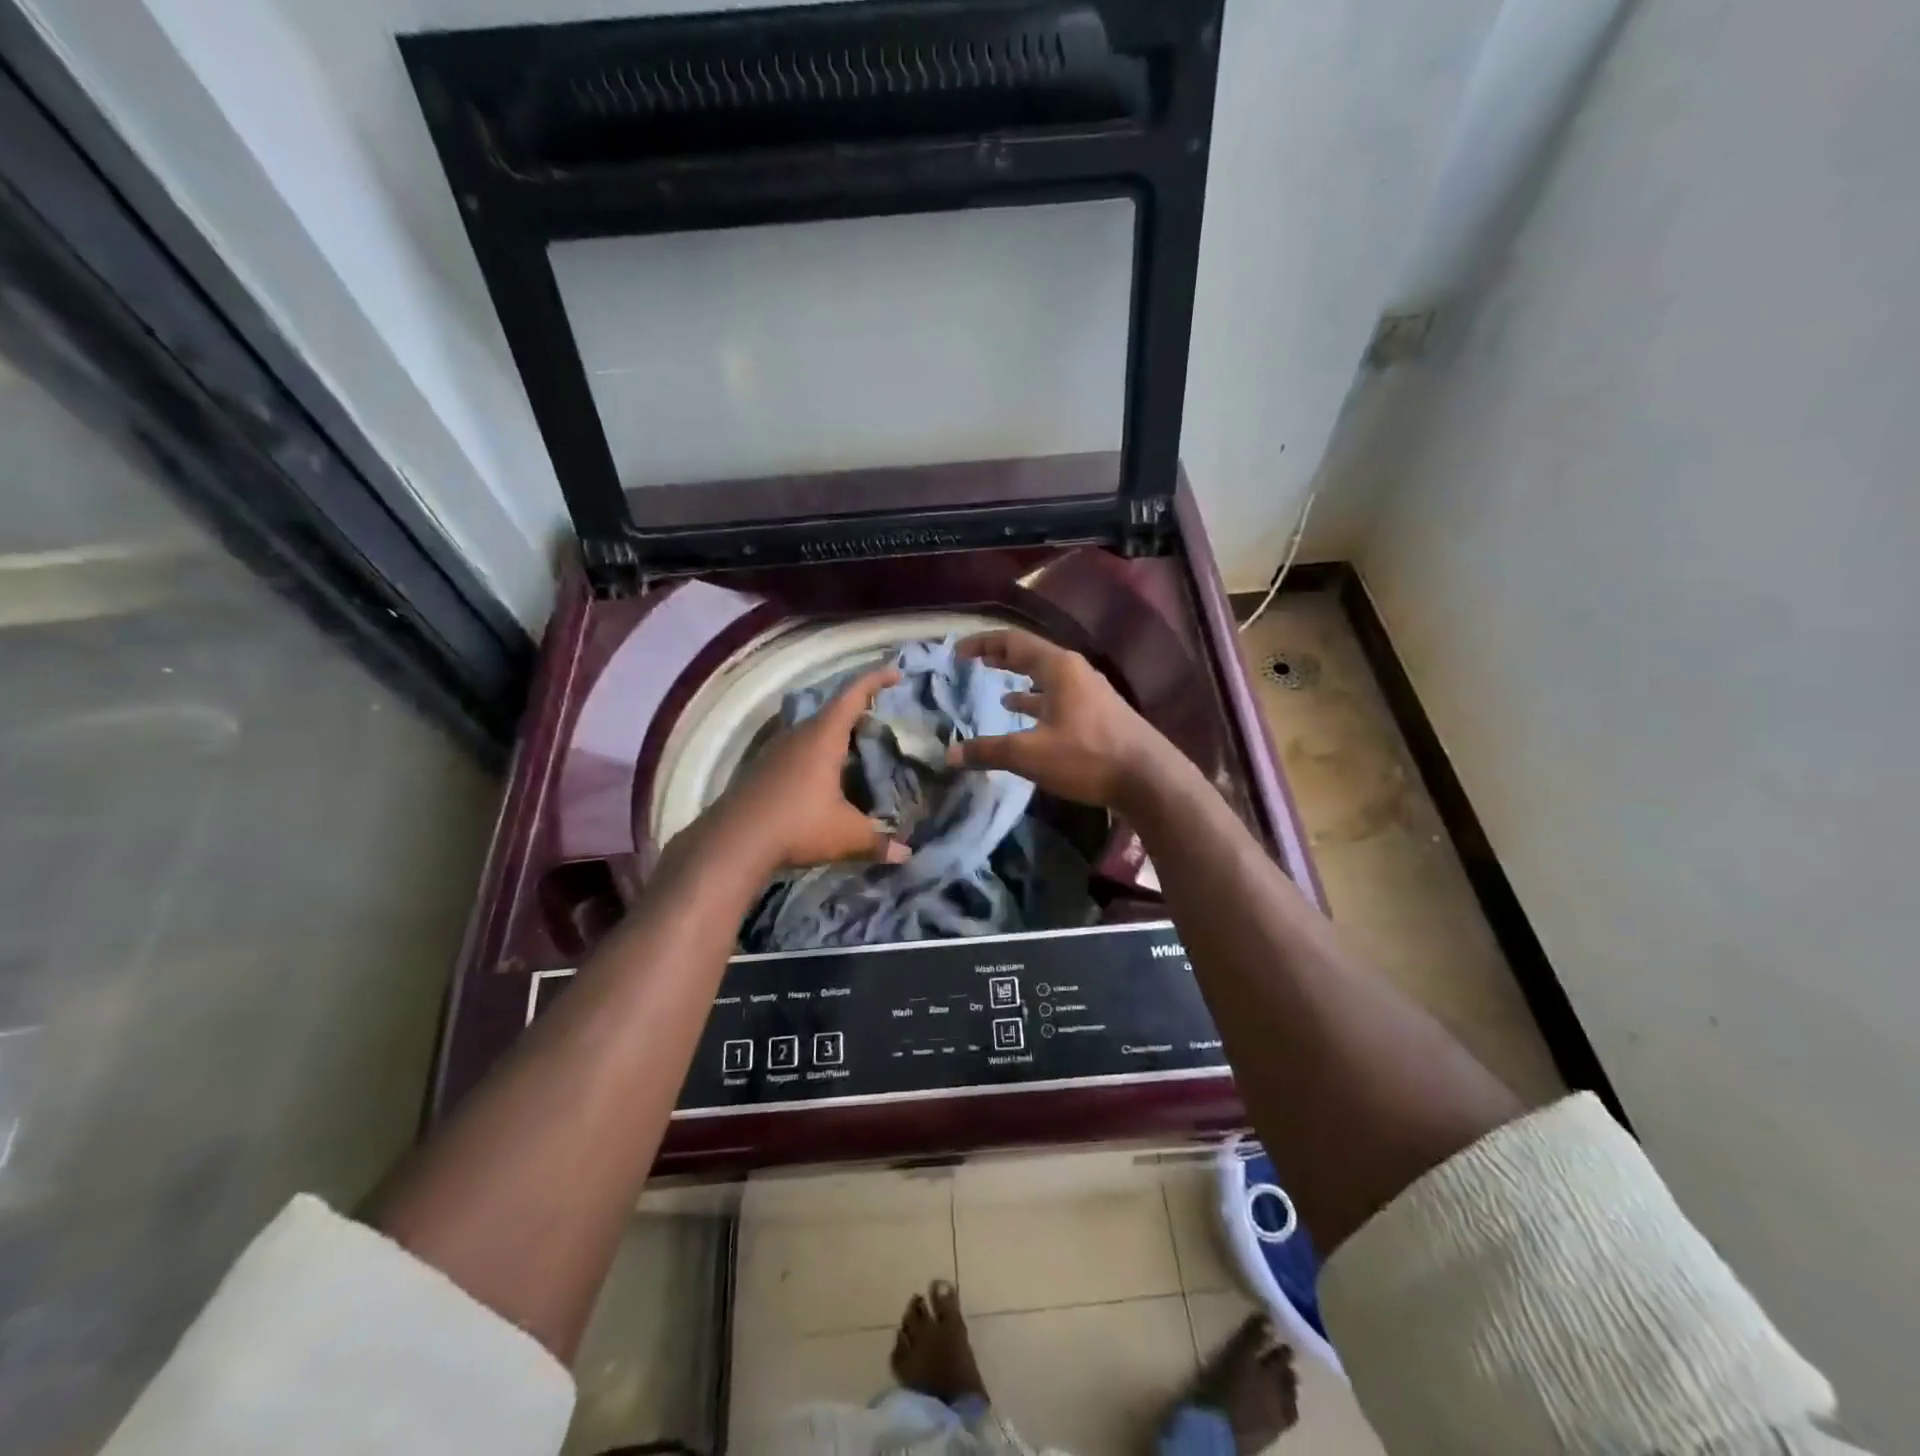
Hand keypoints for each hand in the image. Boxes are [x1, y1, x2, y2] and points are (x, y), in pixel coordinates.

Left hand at [717, 667, 912, 870]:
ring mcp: (777, 751)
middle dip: (859, 712)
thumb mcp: (846, 835)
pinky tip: (826, 779)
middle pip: (833, 712)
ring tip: (858, 750)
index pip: (853, 696)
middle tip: (883, 722)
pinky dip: (818, 755)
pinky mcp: (763, 769)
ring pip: (813, 732)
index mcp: (824, 737)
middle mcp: (799, 735)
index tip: (895, 673)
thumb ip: (878, 841)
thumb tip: (906, 854)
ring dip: (836, 736)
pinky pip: (798, 750)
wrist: (733, 842)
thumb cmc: (798, 826)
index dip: (875, 680)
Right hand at [946, 630, 1176, 810]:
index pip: (1013, 642)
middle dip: (1001, 658)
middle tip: (975, 662)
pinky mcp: (1099, 713)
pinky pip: (1059, 697)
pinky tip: (1027, 716)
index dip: (983, 644)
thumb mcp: (1030, 754)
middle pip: (1032, 655)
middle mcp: (1075, 671)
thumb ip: (989, 751)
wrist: (1149, 779)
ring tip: (998, 690)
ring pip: (1047, 677)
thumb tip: (951, 754)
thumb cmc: (1087, 757)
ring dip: (1021, 680)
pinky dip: (1038, 701)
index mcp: (1058, 668)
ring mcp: (1090, 692)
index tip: (958, 653)